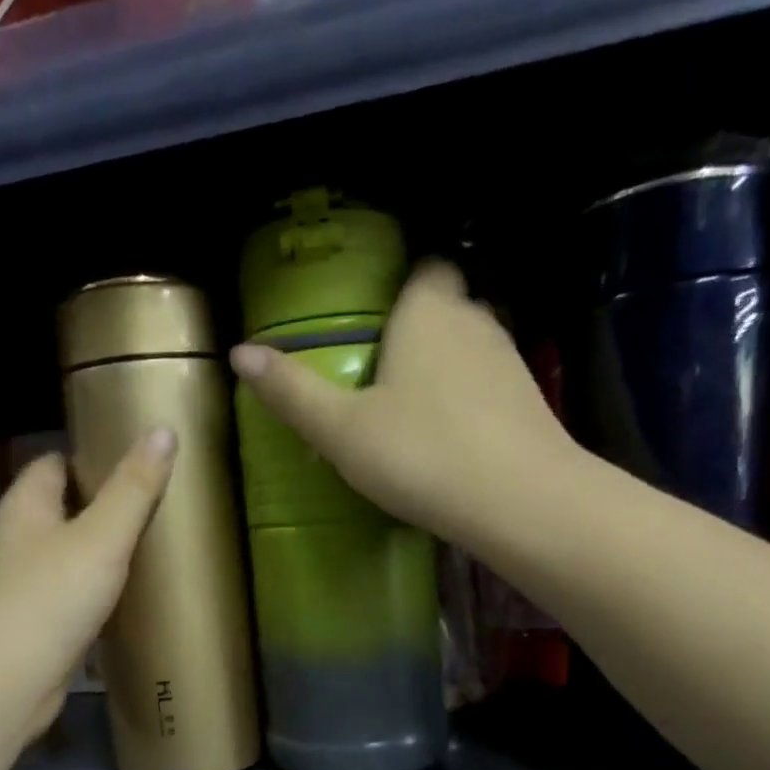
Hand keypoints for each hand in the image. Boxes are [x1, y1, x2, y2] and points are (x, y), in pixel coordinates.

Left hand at [0, 430, 174, 737]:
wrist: (5, 683)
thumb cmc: (50, 598)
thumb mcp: (101, 537)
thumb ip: (134, 488)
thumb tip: (163, 431)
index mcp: (25, 507)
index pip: (52, 464)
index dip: (87, 458)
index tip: (133, 463)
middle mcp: (16, 541)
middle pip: (59, 510)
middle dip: (99, 506)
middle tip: (151, 506)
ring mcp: (20, 586)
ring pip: (64, 555)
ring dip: (96, 552)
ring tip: (146, 550)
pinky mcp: (31, 625)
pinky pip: (67, 595)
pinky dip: (92, 592)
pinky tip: (123, 599)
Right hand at [228, 260, 577, 548]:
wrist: (518, 502)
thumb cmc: (420, 454)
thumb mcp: (341, 429)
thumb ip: (292, 391)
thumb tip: (239, 352)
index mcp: (428, 311)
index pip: (423, 267)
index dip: (399, 285)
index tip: (372, 318)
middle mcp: (475, 321)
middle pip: (445, 307)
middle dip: (416, 329)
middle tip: (378, 371)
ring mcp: (509, 361)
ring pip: (468, 349)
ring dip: (442, 369)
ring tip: (408, 411)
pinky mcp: (529, 403)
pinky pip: (487, 388)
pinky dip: (466, 403)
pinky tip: (446, 441)